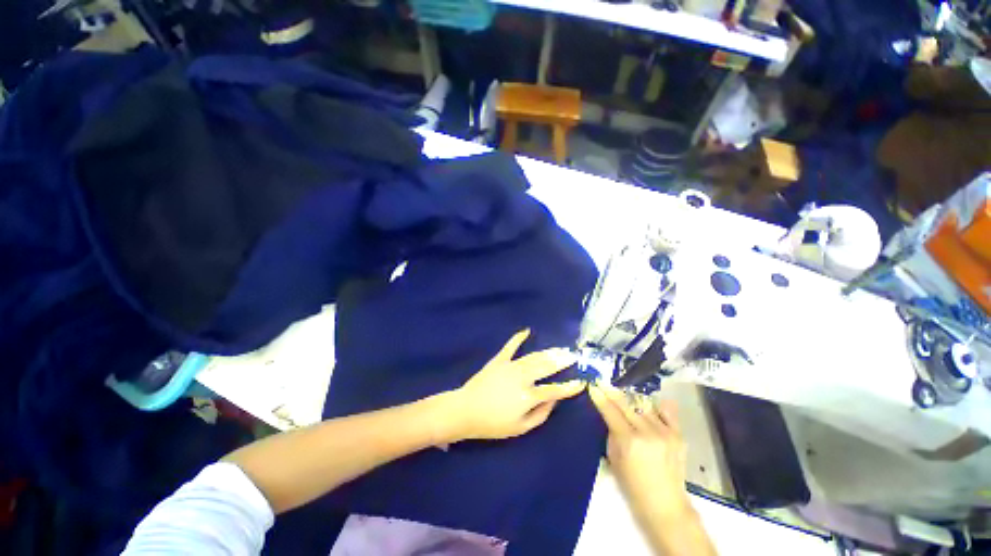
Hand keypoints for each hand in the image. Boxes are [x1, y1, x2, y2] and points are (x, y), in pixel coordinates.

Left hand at [446, 329, 582, 441]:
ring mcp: (509, 366)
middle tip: (574, 356)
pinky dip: (518, 338)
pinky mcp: (499, 360)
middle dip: (562, 361)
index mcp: (527, 396)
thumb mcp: (520, 428)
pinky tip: (527, 331)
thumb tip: (554, 400)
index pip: (553, 390)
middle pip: (546, 367)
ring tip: (561, 348)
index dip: (569, 387)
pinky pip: (510, 346)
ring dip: (548, 352)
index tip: (581, 381)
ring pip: (533, 356)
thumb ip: (540, 414)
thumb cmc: (493, 424)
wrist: (465, 411)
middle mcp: (521, 377)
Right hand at [589, 382, 691, 520]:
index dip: (600, 397)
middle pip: (625, 404)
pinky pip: (666, 412)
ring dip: (631, 400)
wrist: (666, 505)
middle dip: (611, 392)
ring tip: (625, 399)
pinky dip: (657, 406)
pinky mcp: (678, 435)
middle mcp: (647, 432)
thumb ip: (612, 433)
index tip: (593, 386)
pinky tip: (651, 403)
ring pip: (643, 405)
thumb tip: (610, 415)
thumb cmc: (633, 486)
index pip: (610, 411)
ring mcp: (665, 432)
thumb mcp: (613, 459)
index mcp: (629, 441)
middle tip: (603, 383)